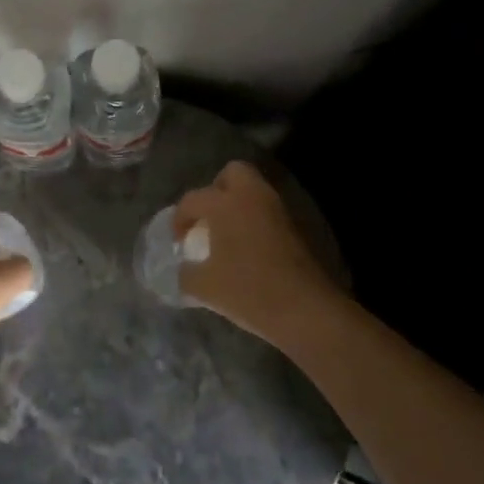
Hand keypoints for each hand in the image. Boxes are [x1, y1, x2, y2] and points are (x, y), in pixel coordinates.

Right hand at [176, 161, 341, 348]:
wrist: (305, 311)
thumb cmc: (248, 291)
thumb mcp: (204, 287)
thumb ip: (185, 274)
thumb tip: (183, 269)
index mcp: (225, 204)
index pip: (193, 199)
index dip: (180, 219)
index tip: (178, 241)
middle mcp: (252, 197)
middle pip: (233, 173)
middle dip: (217, 189)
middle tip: (208, 217)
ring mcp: (277, 210)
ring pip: (254, 192)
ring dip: (238, 205)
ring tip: (225, 235)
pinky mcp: (295, 228)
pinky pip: (267, 212)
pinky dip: (255, 221)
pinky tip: (247, 248)